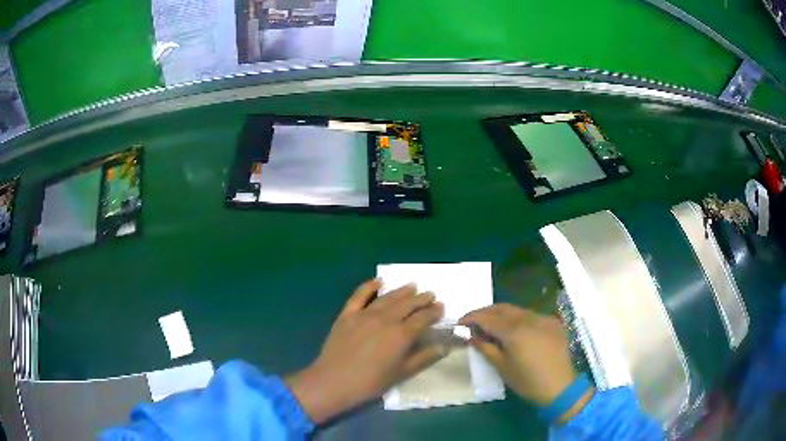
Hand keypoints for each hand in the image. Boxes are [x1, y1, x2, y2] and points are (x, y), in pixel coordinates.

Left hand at [287, 280, 444, 423]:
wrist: (334, 381)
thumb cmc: (371, 382)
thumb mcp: (401, 373)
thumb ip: (424, 358)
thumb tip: (444, 347)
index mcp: (401, 335)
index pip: (423, 318)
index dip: (433, 312)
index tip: (441, 307)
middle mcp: (385, 319)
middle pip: (407, 304)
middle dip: (421, 299)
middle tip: (430, 295)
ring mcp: (364, 314)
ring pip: (388, 298)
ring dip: (402, 291)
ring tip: (412, 286)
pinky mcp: (347, 314)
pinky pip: (359, 295)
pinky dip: (370, 286)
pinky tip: (378, 281)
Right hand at [460, 304, 590, 418]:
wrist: (561, 387)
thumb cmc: (528, 382)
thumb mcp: (502, 367)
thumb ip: (486, 348)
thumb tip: (471, 335)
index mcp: (515, 331)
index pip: (488, 317)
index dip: (471, 318)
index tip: (459, 323)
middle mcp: (530, 318)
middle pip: (502, 308)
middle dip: (485, 312)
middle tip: (472, 322)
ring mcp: (543, 318)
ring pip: (517, 310)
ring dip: (501, 314)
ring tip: (490, 326)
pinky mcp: (552, 322)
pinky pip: (530, 315)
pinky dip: (517, 319)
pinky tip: (513, 331)